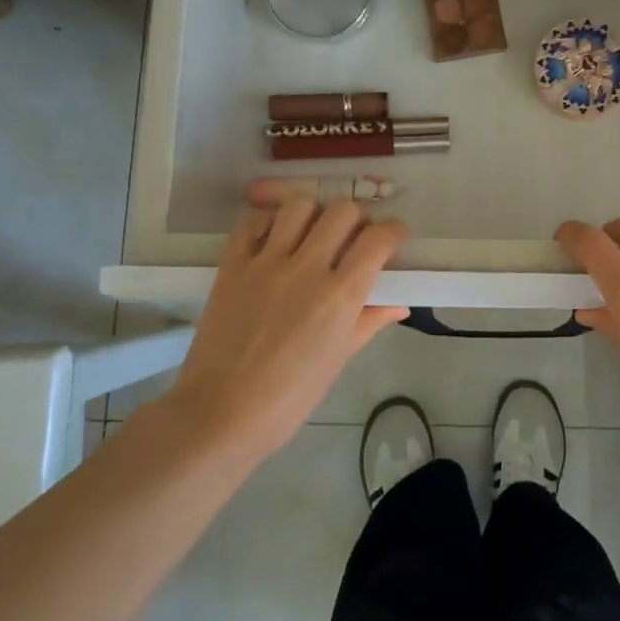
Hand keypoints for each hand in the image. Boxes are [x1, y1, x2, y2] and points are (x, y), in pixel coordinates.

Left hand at [161, 199, 409, 459]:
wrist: (220, 414)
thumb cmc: (289, 398)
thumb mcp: (338, 360)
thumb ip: (368, 322)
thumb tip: (399, 305)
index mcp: (340, 296)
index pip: (378, 239)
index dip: (392, 232)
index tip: (392, 239)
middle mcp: (307, 269)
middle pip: (342, 212)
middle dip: (356, 219)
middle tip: (352, 238)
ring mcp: (265, 263)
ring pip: (298, 206)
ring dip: (313, 215)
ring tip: (311, 235)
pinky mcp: (231, 265)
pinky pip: (251, 222)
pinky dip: (267, 223)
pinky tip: (273, 240)